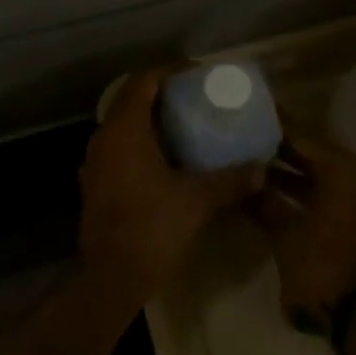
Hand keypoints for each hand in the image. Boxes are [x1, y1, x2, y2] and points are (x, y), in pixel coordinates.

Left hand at [79, 71, 265, 309]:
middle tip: (194, 100)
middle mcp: (103, 139)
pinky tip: (164, 162)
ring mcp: (94, 164)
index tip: (195, 76)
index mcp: (124, 131)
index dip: (168, 72)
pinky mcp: (94, 186)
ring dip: (149, 121)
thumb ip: (231, 180)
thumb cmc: (152, 230)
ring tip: (184, 127)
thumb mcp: (198, 201)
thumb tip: (261, 169)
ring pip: (122, 127)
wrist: (110, 282)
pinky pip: (118, 150)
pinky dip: (140, 145)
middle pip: (130, 101)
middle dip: (161, 95)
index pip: (142, 82)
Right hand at [254, 133, 355, 325]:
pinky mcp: (343, 219)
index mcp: (340, 168)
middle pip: (304, 152)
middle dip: (272, 149)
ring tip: (242, 164)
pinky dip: (290, 193)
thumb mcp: (284, 231)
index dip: (269, 127)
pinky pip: (313, 193)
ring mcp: (349, 199)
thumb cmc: (322, 263)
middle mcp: (349, 176)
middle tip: (237, 138)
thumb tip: (242, 179)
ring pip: (308, 174)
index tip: (242, 116)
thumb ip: (263, 201)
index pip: (298, 135)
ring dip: (280, 172)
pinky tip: (260, 193)